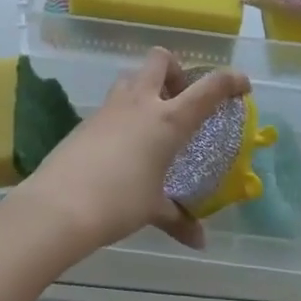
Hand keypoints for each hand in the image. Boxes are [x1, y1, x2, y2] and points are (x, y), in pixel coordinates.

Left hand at [13, 49, 248, 259]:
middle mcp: (141, 103)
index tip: (242, 86)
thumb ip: (178, 220)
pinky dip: (125, 111)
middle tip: (180, 98)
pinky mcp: (87, 119)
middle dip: (175, 69)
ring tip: (152, 120)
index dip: (230, 80)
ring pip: (132, 76)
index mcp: (168, 120)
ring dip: (147, 87)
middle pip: (161, 59)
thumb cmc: (118, 203)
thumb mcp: (153, 210)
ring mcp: (110, 107)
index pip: (209, 88)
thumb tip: (199, 241)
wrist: (58, 205)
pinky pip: (113, 102)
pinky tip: (124, 144)